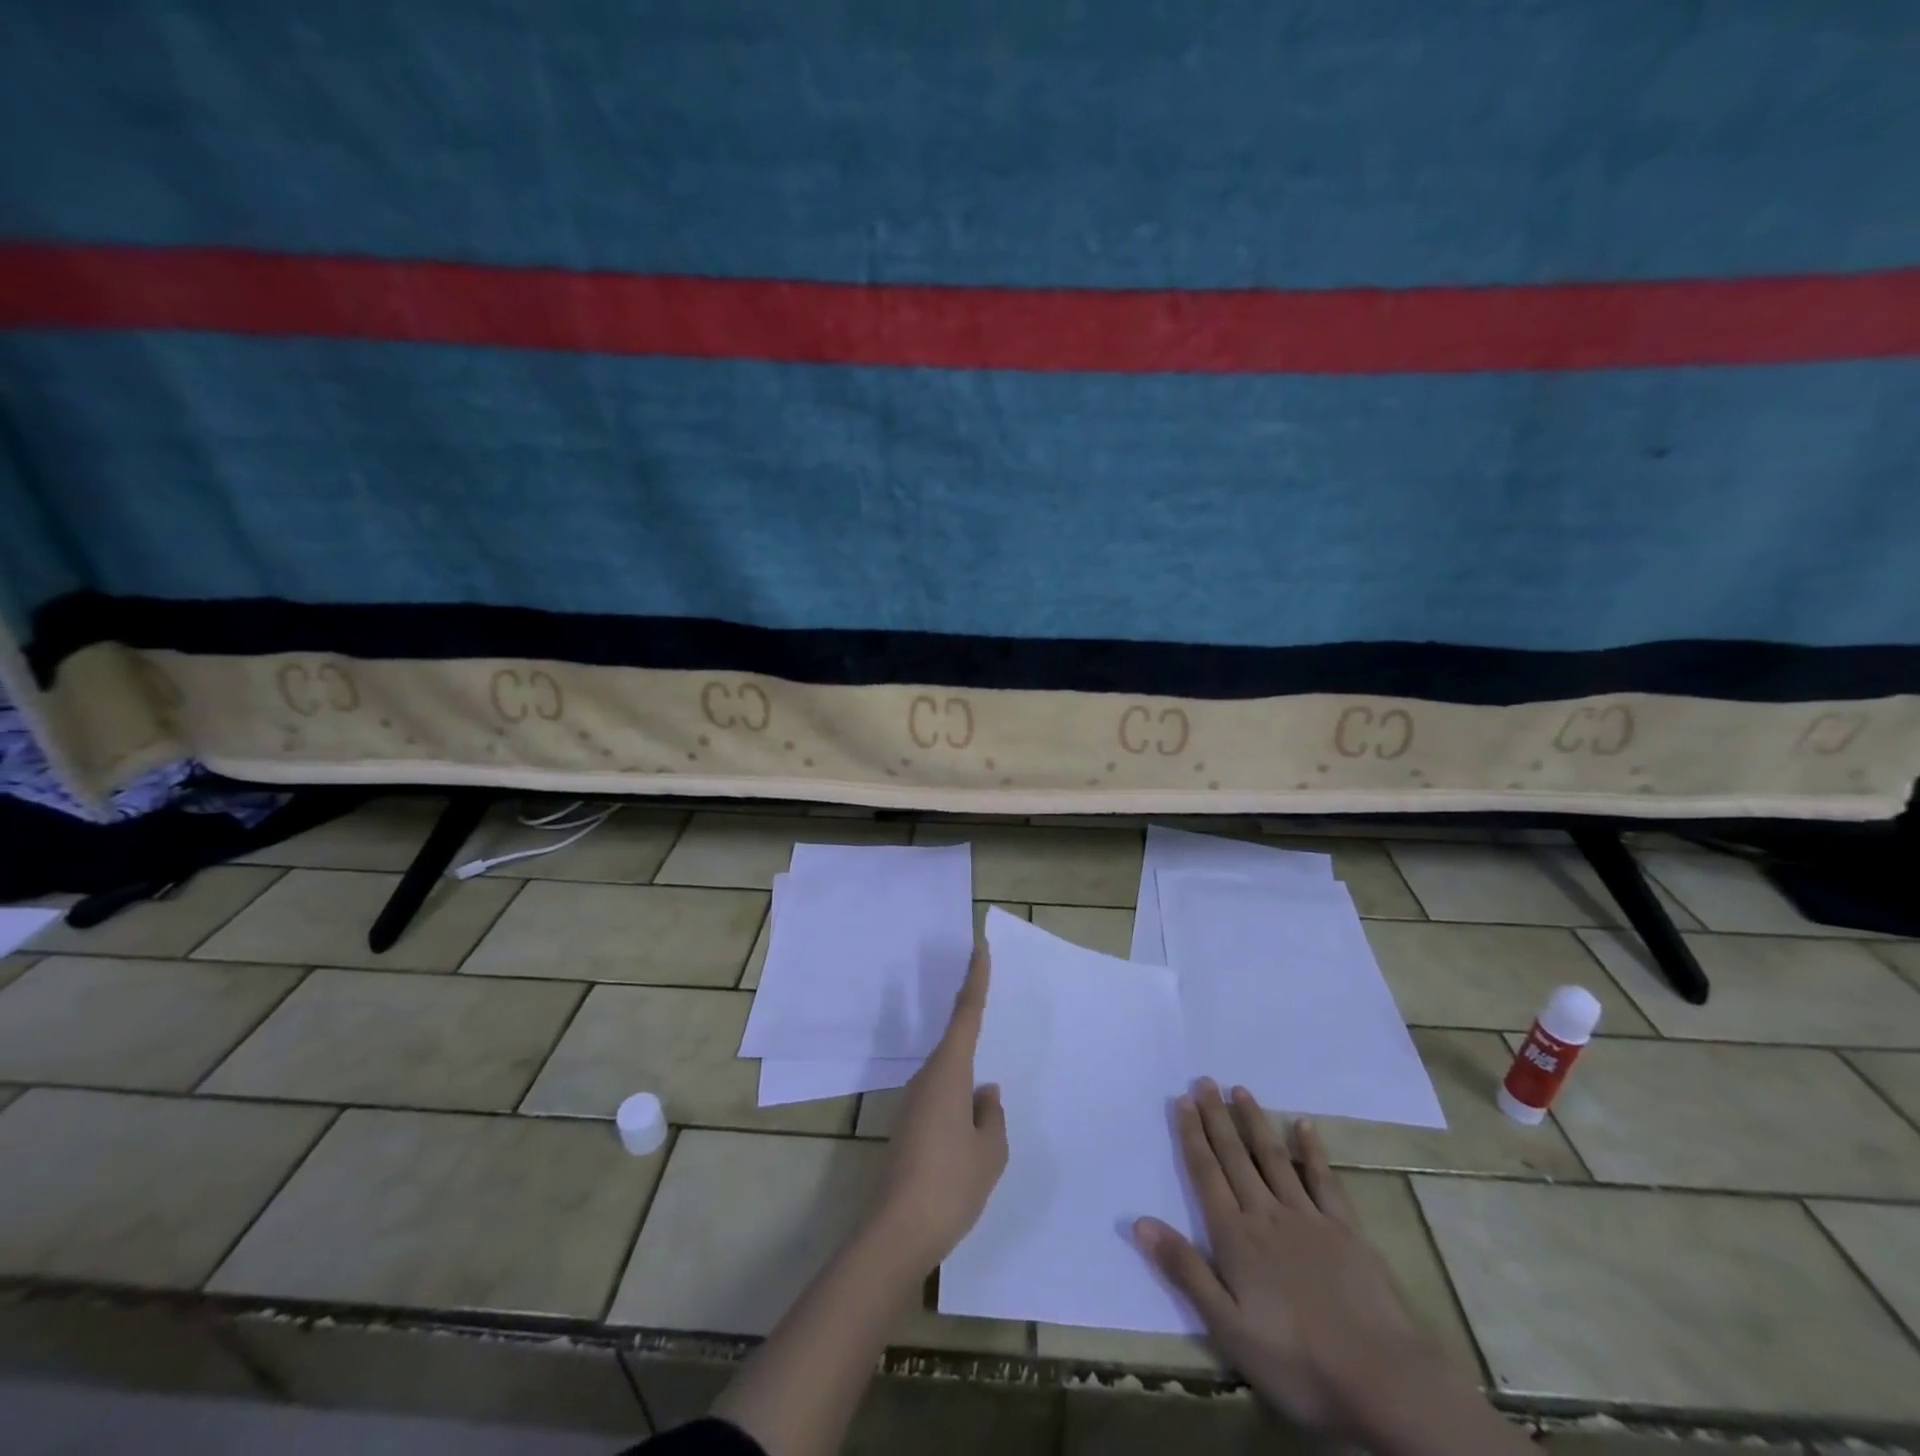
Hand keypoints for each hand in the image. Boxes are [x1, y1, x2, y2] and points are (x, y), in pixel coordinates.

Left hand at [867, 946, 1008, 1272]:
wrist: (898, 1233)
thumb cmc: (951, 1184)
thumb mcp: (989, 1151)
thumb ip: (991, 1116)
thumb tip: (985, 1094)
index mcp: (948, 1073)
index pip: (965, 1014)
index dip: (975, 978)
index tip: (979, 947)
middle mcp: (926, 1078)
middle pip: (954, 1040)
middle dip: (971, 1019)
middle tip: (990, 998)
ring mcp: (913, 1103)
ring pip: (947, 1072)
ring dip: (966, 1067)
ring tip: (989, 1075)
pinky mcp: (908, 1127)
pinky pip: (940, 1095)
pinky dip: (958, 1094)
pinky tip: (971, 1118)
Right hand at [1134, 1081, 1439, 1431]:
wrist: (1381, 1377)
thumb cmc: (1296, 1360)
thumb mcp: (1228, 1327)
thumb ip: (1185, 1270)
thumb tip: (1139, 1222)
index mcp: (1235, 1236)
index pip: (1206, 1174)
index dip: (1192, 1135)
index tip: (1182, 1099)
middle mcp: (1266, 1213)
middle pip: (1235, 1156)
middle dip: (1217, 1117)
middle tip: (1205, 1080)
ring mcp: (1308, 1217)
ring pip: (1273, 1158)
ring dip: (1255, 1122)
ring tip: (1240, 1090)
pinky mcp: (1345, 1229)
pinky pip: (1323, 1180)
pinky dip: (1312, 1150)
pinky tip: (1305, 1125)